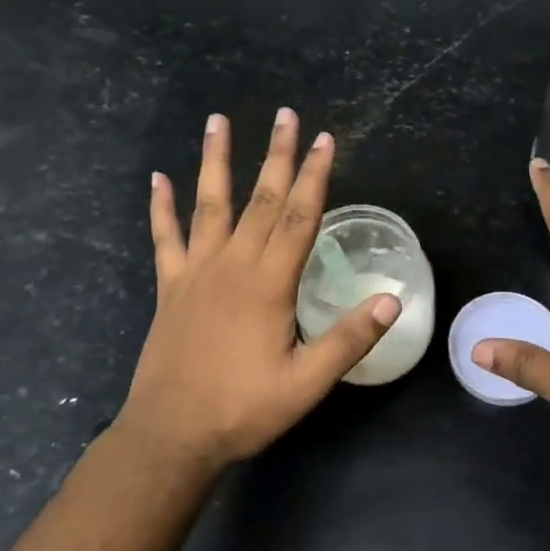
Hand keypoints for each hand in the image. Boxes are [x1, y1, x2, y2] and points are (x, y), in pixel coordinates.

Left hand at [116, 110, 400, 475]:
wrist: (171, 435)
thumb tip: (391, 300)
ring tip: (217, 121)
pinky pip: (165, 238)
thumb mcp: (306, 383)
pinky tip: (158, 179)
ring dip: (215, 161)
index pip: (298, 217)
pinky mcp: (171, 288)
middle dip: (276, 156)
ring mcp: (196, 273)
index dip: (314, 176)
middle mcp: (231, 265)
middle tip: (286, 115)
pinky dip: (161, 207)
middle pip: (260, 199)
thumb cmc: (243, 409)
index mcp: (268, 284)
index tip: (325, 140)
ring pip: (209, 205)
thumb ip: (348, 339)